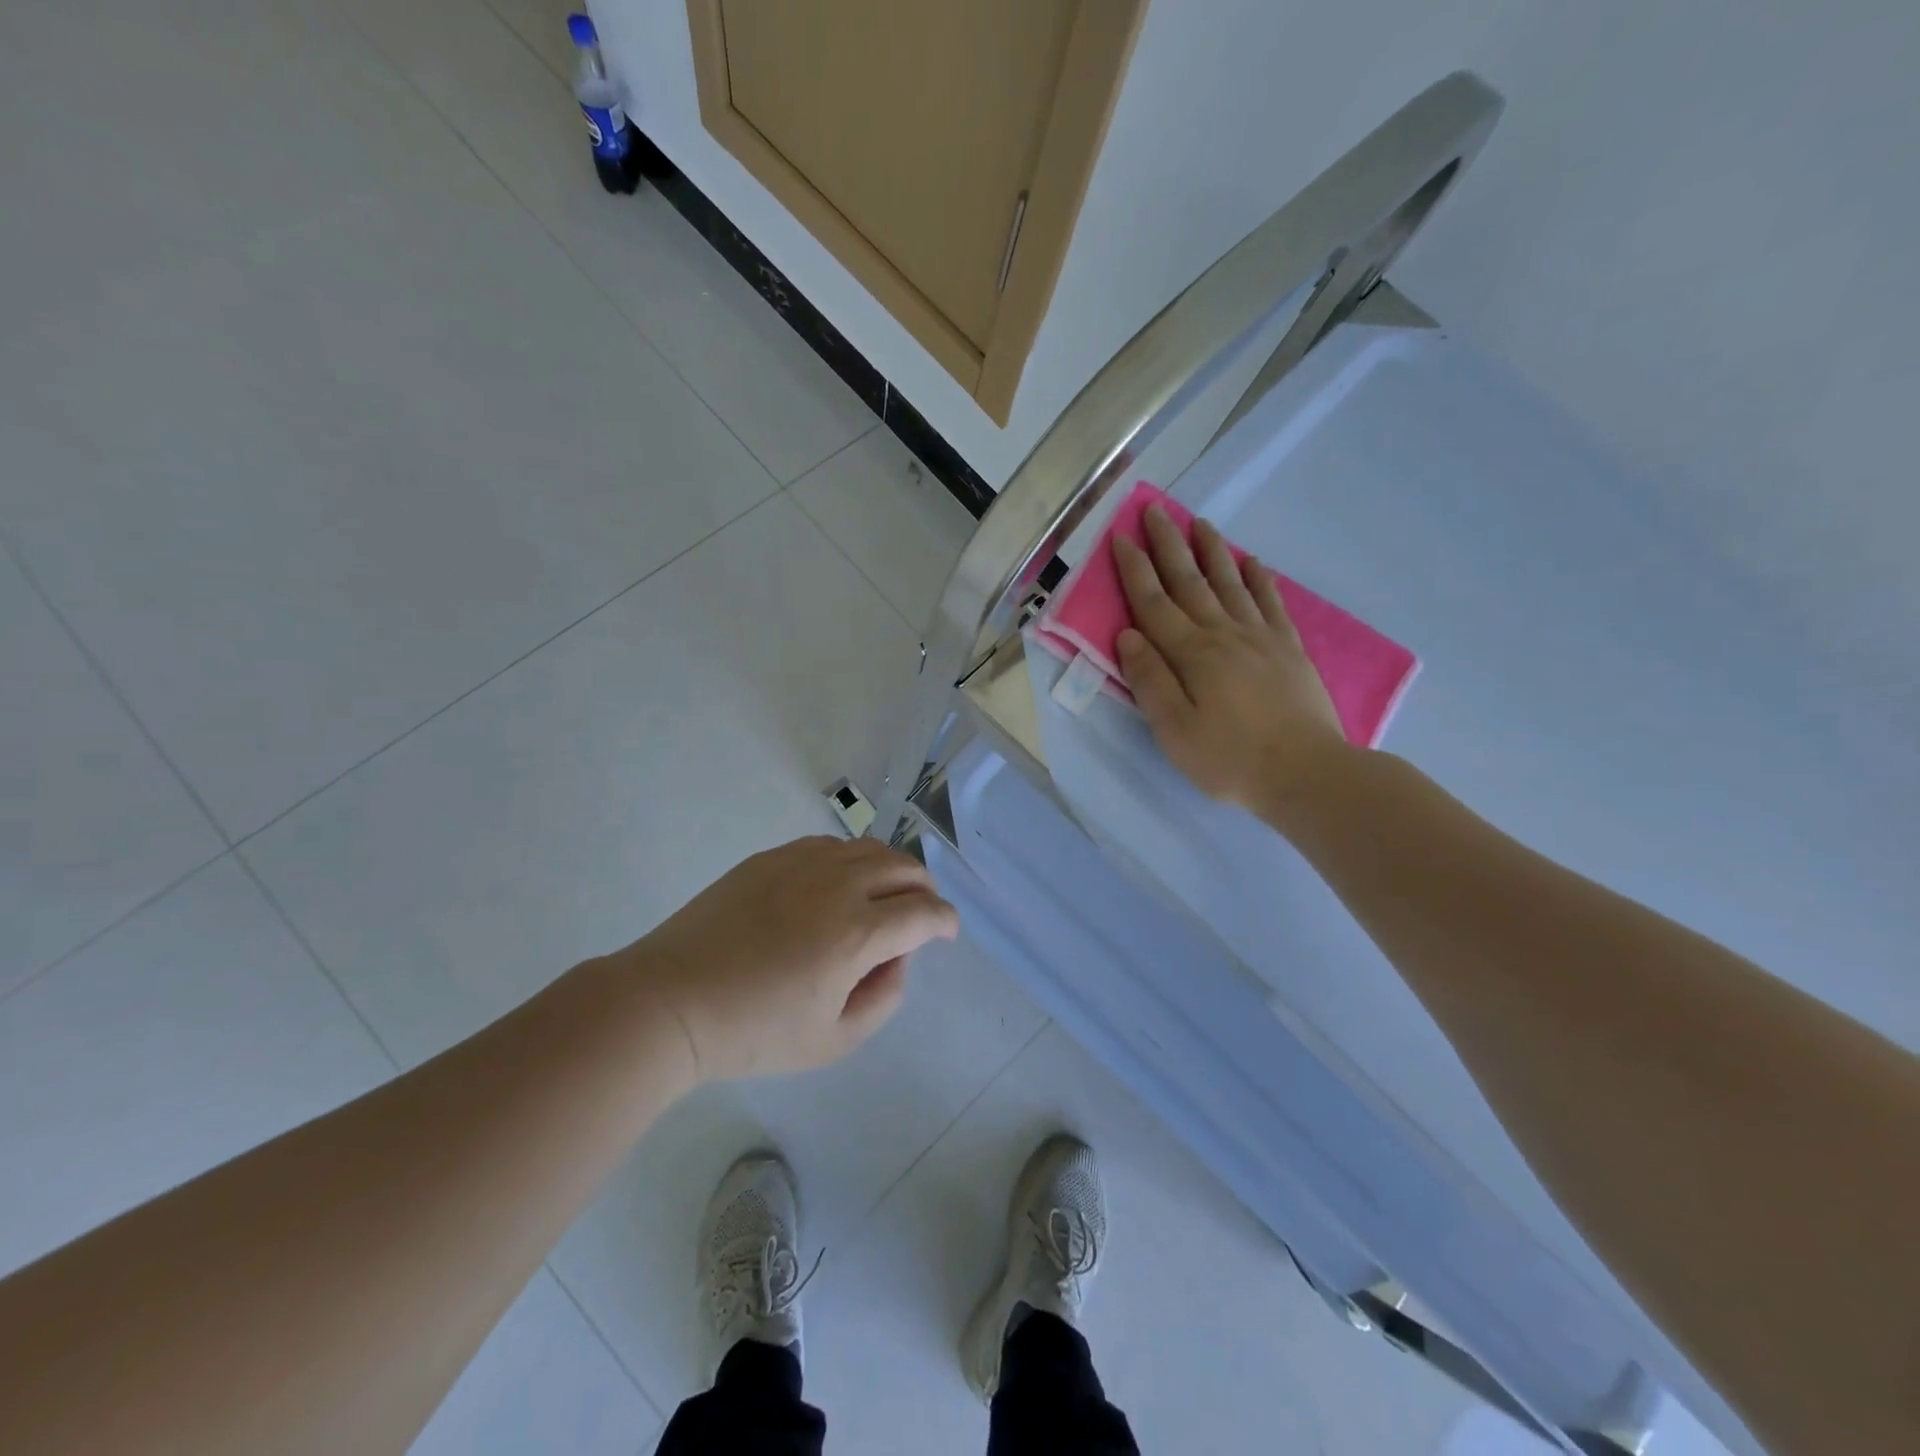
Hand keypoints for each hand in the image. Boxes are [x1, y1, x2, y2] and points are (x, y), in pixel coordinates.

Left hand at [619, 836, 958, 1081]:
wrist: (669, 1001)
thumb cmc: (753, 1032)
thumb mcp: (833, 1040)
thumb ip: (884, 998)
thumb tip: (896, 958)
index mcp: (858, 932)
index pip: (924, 912)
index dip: (945, 921)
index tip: (947, 933)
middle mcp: (838, 885)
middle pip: (903, 867)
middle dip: (923, 889)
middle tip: (919, 913)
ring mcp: (801, 864)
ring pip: (868, 848)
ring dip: (890, 868)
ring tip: (883, 894)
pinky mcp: (770, 858)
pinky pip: (828, 845)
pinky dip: (850, 859)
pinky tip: (837, 884)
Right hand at [1113, 505, 1353, 825]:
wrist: (1307, 773)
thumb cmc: (1230, 759)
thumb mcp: (1174, 730)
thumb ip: (1150, 680)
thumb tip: (1128, 635)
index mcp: (1191, 654)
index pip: (1154, 603)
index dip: (1135, 570)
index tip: (1120, 538)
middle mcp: (1224, 634)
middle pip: (1190, 582)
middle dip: (1169, 546)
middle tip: (1155, 510)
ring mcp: (1261, 637)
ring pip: (1230, 583)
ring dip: (1212, 551)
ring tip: (1200, 523)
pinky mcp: (1288, 649)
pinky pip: (1270, 602)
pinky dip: (1258, 579)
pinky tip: (1252, 562)